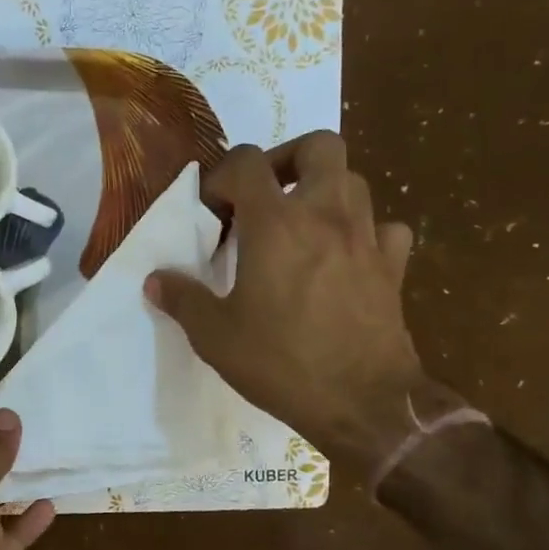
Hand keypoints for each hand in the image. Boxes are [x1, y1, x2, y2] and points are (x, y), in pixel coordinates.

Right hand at [146, 132, 444, 468]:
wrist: (364, 404)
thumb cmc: (282, 363)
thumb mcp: (215, 336)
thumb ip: (183, 299)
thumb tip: (155, 280)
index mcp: (276, 224)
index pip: (247, 162)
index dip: (223, 176)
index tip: (213, 213)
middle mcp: (325, 215)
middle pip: (318, 146)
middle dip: (287, 158)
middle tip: (266, 194)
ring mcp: (366, 238)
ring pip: (353, 181)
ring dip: (324, 191)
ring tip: (301, 226)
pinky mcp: (393, 267)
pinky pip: (385, 228)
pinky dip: (366, 232)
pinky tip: (348, 256)